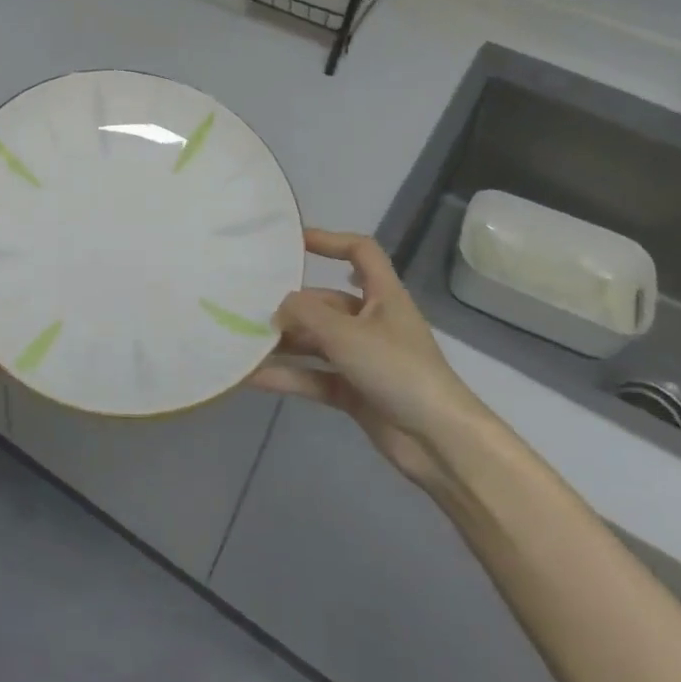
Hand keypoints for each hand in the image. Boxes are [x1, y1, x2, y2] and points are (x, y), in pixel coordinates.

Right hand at [249, 230, 491, 497]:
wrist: (438, 440)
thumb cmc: (398, 370)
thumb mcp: (347, 334)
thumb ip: (306, 314)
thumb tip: (276, 308)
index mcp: (383, 296)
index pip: (360, 252)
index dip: (330, 241)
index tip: (292, 243)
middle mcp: (372, 322)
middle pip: (326, 303)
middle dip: (291, 306)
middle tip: (249, 308)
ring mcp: (362, 358)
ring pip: (316, 342)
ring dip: (283, 343)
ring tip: (242, 342)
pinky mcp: (353, 391)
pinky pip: (313, 376)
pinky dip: (287, 375)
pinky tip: (252, 377)